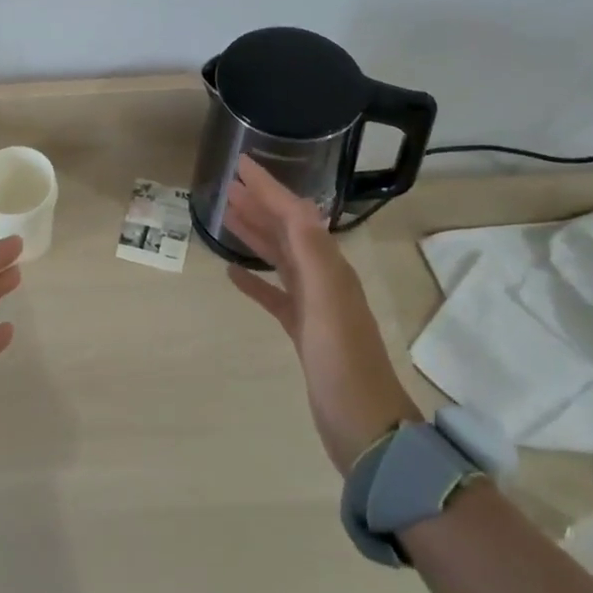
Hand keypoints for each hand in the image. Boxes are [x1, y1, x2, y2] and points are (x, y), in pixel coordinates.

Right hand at [223, 154, 419, 473]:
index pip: (295, 214)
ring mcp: (313, 306)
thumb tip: (296, 205)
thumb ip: (312, 253)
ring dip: (255, 233)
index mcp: (329, 267)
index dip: (268, 187)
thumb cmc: (343, 363)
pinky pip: (274, 295)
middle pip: (286, 231)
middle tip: (227, 183)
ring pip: (279, 258)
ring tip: (225, 215)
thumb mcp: (328, 303)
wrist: (366, 429)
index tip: (241, 163)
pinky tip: (233, 273)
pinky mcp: (302, 331)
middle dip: (259, 203)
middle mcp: (323, 279)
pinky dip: (254, 280)